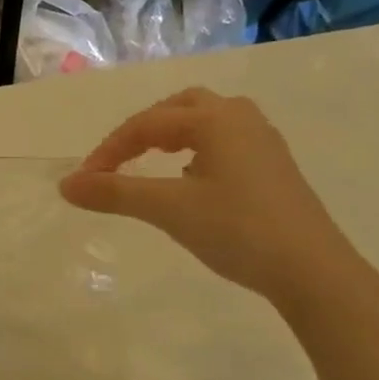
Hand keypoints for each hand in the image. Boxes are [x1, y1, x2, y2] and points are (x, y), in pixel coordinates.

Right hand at [59, 88, 359, 304]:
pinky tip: (190, 179)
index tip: (85, 182)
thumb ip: (114, 193)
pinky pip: (224, 141)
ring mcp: (263, 142)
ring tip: (150, 161)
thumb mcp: (168, 210)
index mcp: (215, 120)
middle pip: (180, 107)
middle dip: (142, 129)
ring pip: (206, 121)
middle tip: (118, 159)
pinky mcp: (274, 167)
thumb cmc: (237, 230)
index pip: (146, 125)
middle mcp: (241, 119)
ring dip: (171, 135)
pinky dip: (195, 150)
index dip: (109, 150)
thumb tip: (65, 185)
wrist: (313, 272)